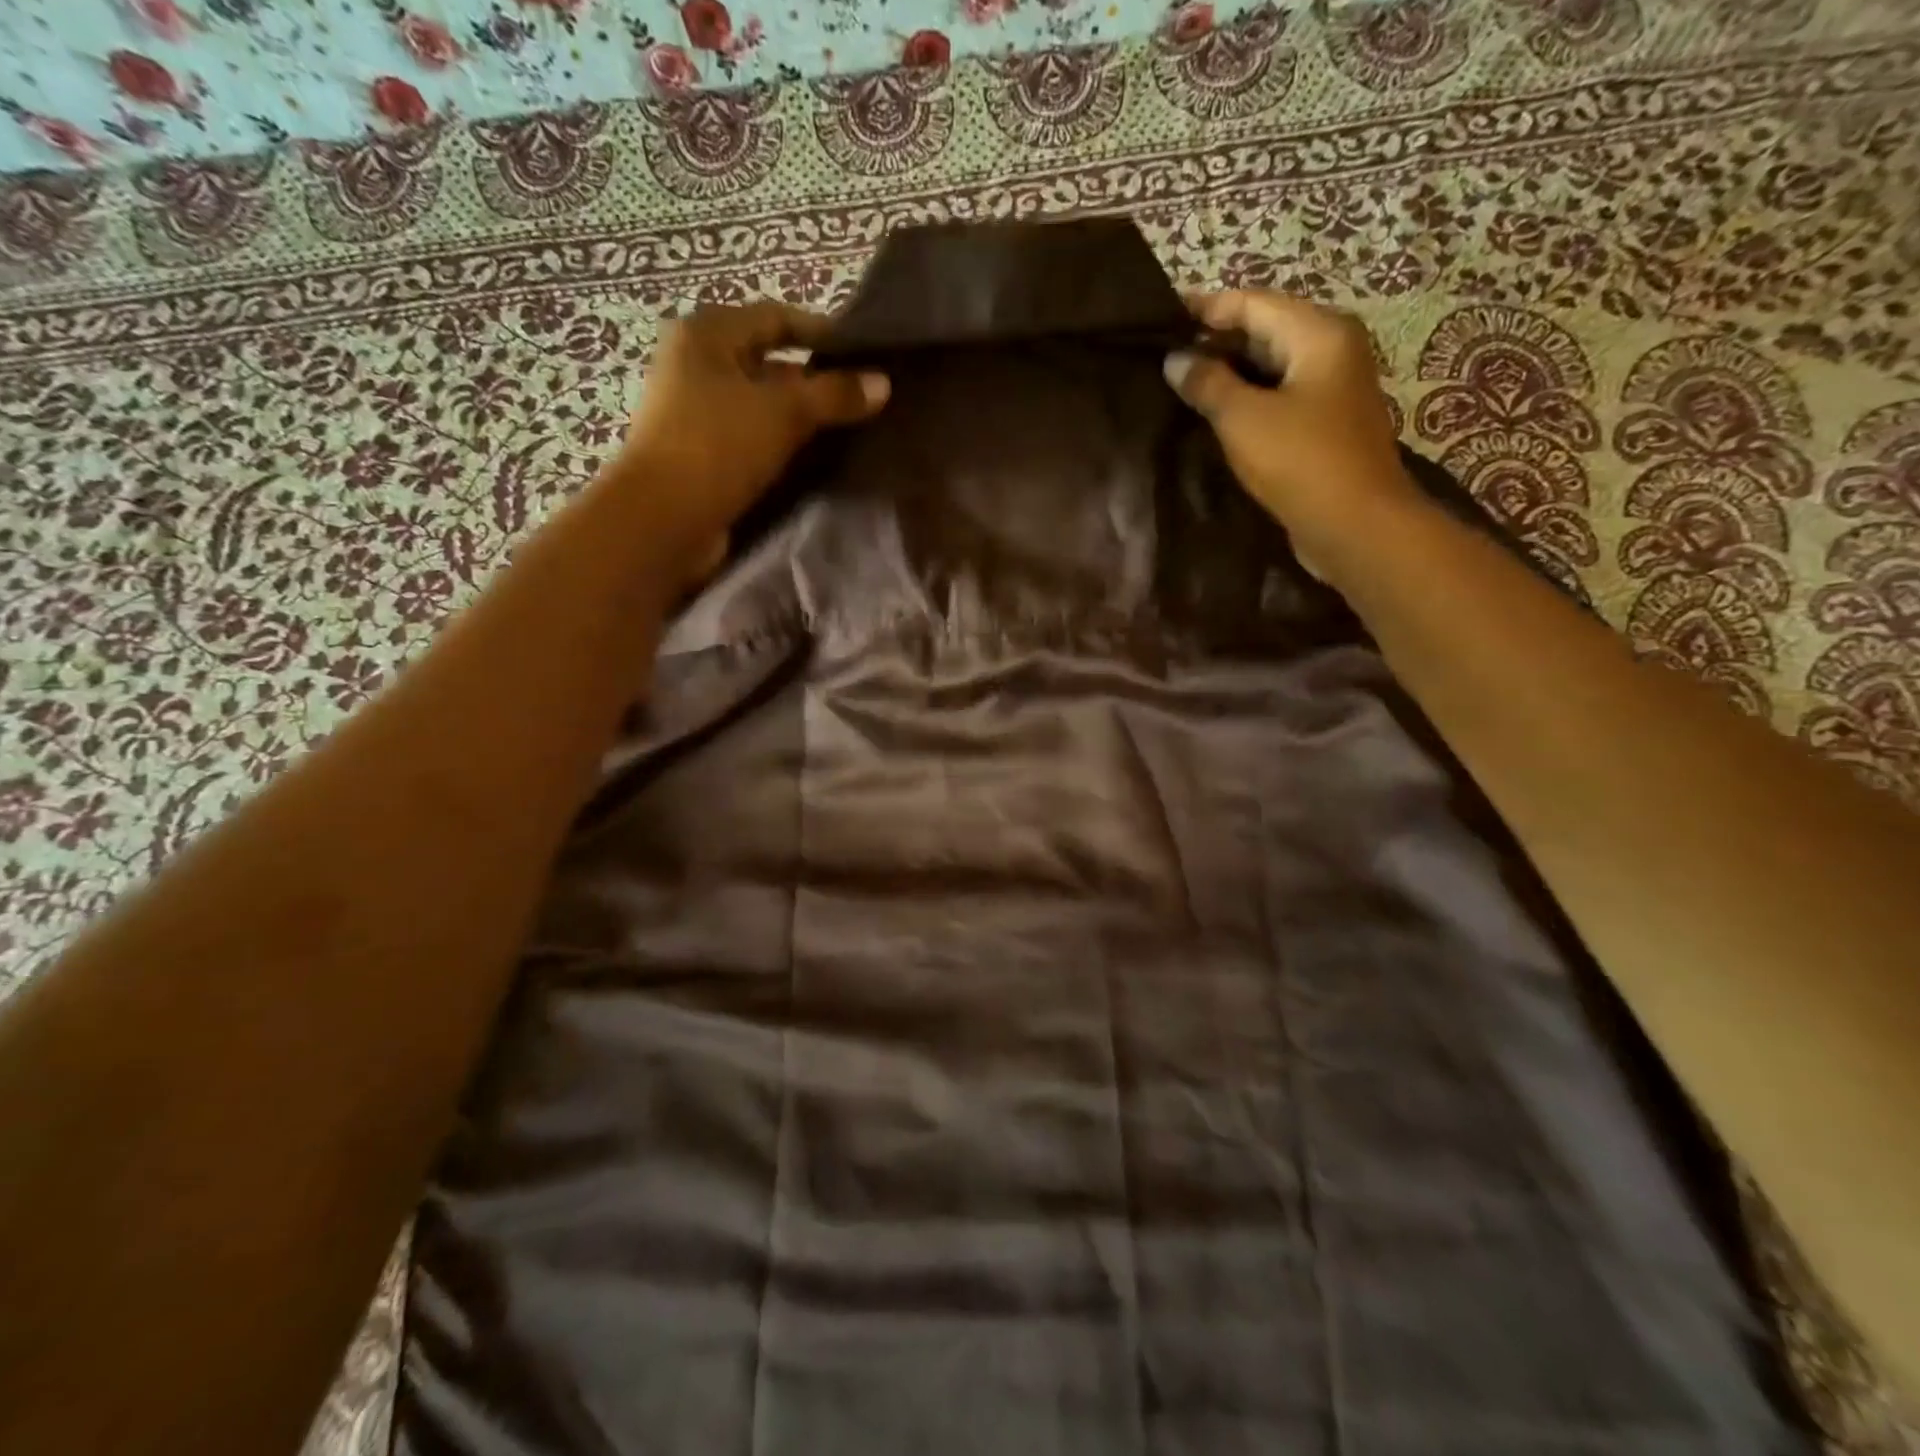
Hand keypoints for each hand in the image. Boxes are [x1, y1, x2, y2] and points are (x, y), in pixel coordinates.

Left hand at [615, 301, 889, 555]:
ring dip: (801, 419)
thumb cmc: (718, 446)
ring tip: (850, 432)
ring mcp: (697, 413)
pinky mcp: (704, 455)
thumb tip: (882, 383)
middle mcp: (696, 366)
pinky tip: (817, 460)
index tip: (864, 354)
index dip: (821, 332)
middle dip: (815, 382)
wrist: (663, 519)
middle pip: (769, 364)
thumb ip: (835, 395)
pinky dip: (783, 446)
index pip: (775, 318)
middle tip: (863, 400)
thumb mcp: (784, 412)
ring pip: (763, 407)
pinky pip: (754, 440)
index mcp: (706, 335)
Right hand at [1164, 291, 1421, 581]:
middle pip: (1263, 331)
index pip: (1252, 303)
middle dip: (1214, 341)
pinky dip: (1244, 400)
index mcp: (1319, 333)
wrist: (1355, 525)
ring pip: (1269, 367)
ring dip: (1226, 374)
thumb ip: (1207, 383)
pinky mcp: (1323, 425)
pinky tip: (1210, 415)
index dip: (1204, 308)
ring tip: (1177, 384)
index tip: (1159, 317)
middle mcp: (1331, 350)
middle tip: (1162, 355)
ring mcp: (1330, 389)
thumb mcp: (1243, 418)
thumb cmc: (1301, 461)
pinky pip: (1276, 398)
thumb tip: (1176, 359)